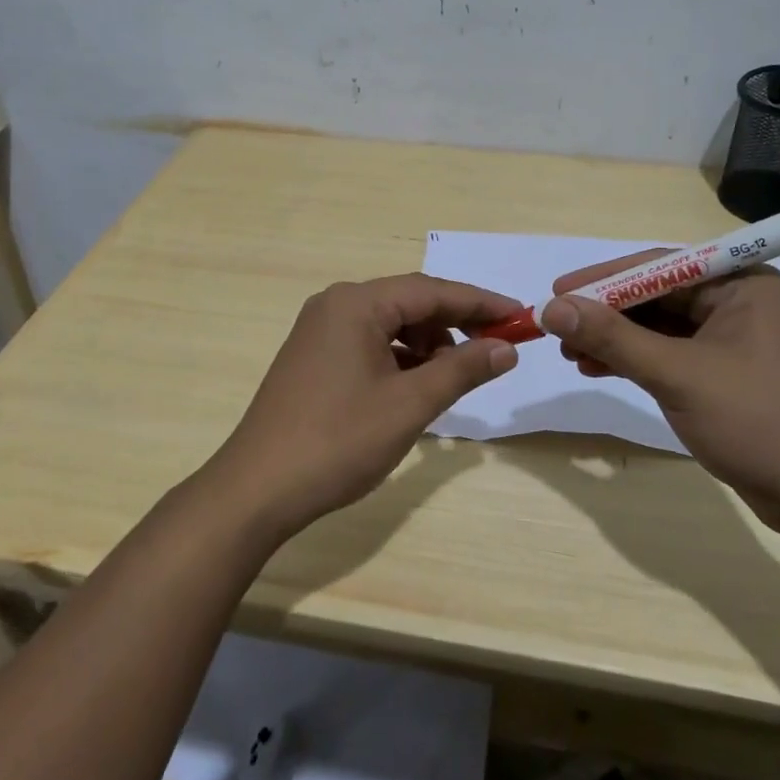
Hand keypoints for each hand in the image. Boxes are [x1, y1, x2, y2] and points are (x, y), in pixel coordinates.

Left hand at [208, 274, 521, 540]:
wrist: (257, 489)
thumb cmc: (338, 441)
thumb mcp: (409, 404)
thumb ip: (461, 369)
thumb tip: (506, 347)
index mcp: (356, 304)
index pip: (431, 290)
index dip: (480, 303)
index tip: (521, 316)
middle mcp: (335, 305)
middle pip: (410, 303)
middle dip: (455, 324)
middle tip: (497, 348)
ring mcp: (319, 331)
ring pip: (390, 325)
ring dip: (427, 345)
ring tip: (453, 378)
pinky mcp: (313, 357)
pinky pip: (369, 344)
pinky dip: (400, 359)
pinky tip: (416, 386)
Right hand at [539, 254, 779, 534]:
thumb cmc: (757, 422)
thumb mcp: (677, 375)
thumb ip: (613, 338)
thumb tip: (553, 308)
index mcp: (740, 284)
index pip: (658, 267)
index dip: (603, 279)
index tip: (556, 291)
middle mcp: (737, 301)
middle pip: (655, 296)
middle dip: (605, 313)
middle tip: (557, 327)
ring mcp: (730, 339)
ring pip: (658, 327)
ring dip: (613, 339)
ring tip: (571, 354)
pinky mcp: (723, 373)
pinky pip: (668, 353)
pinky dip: (633, 360)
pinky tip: (597, 369)